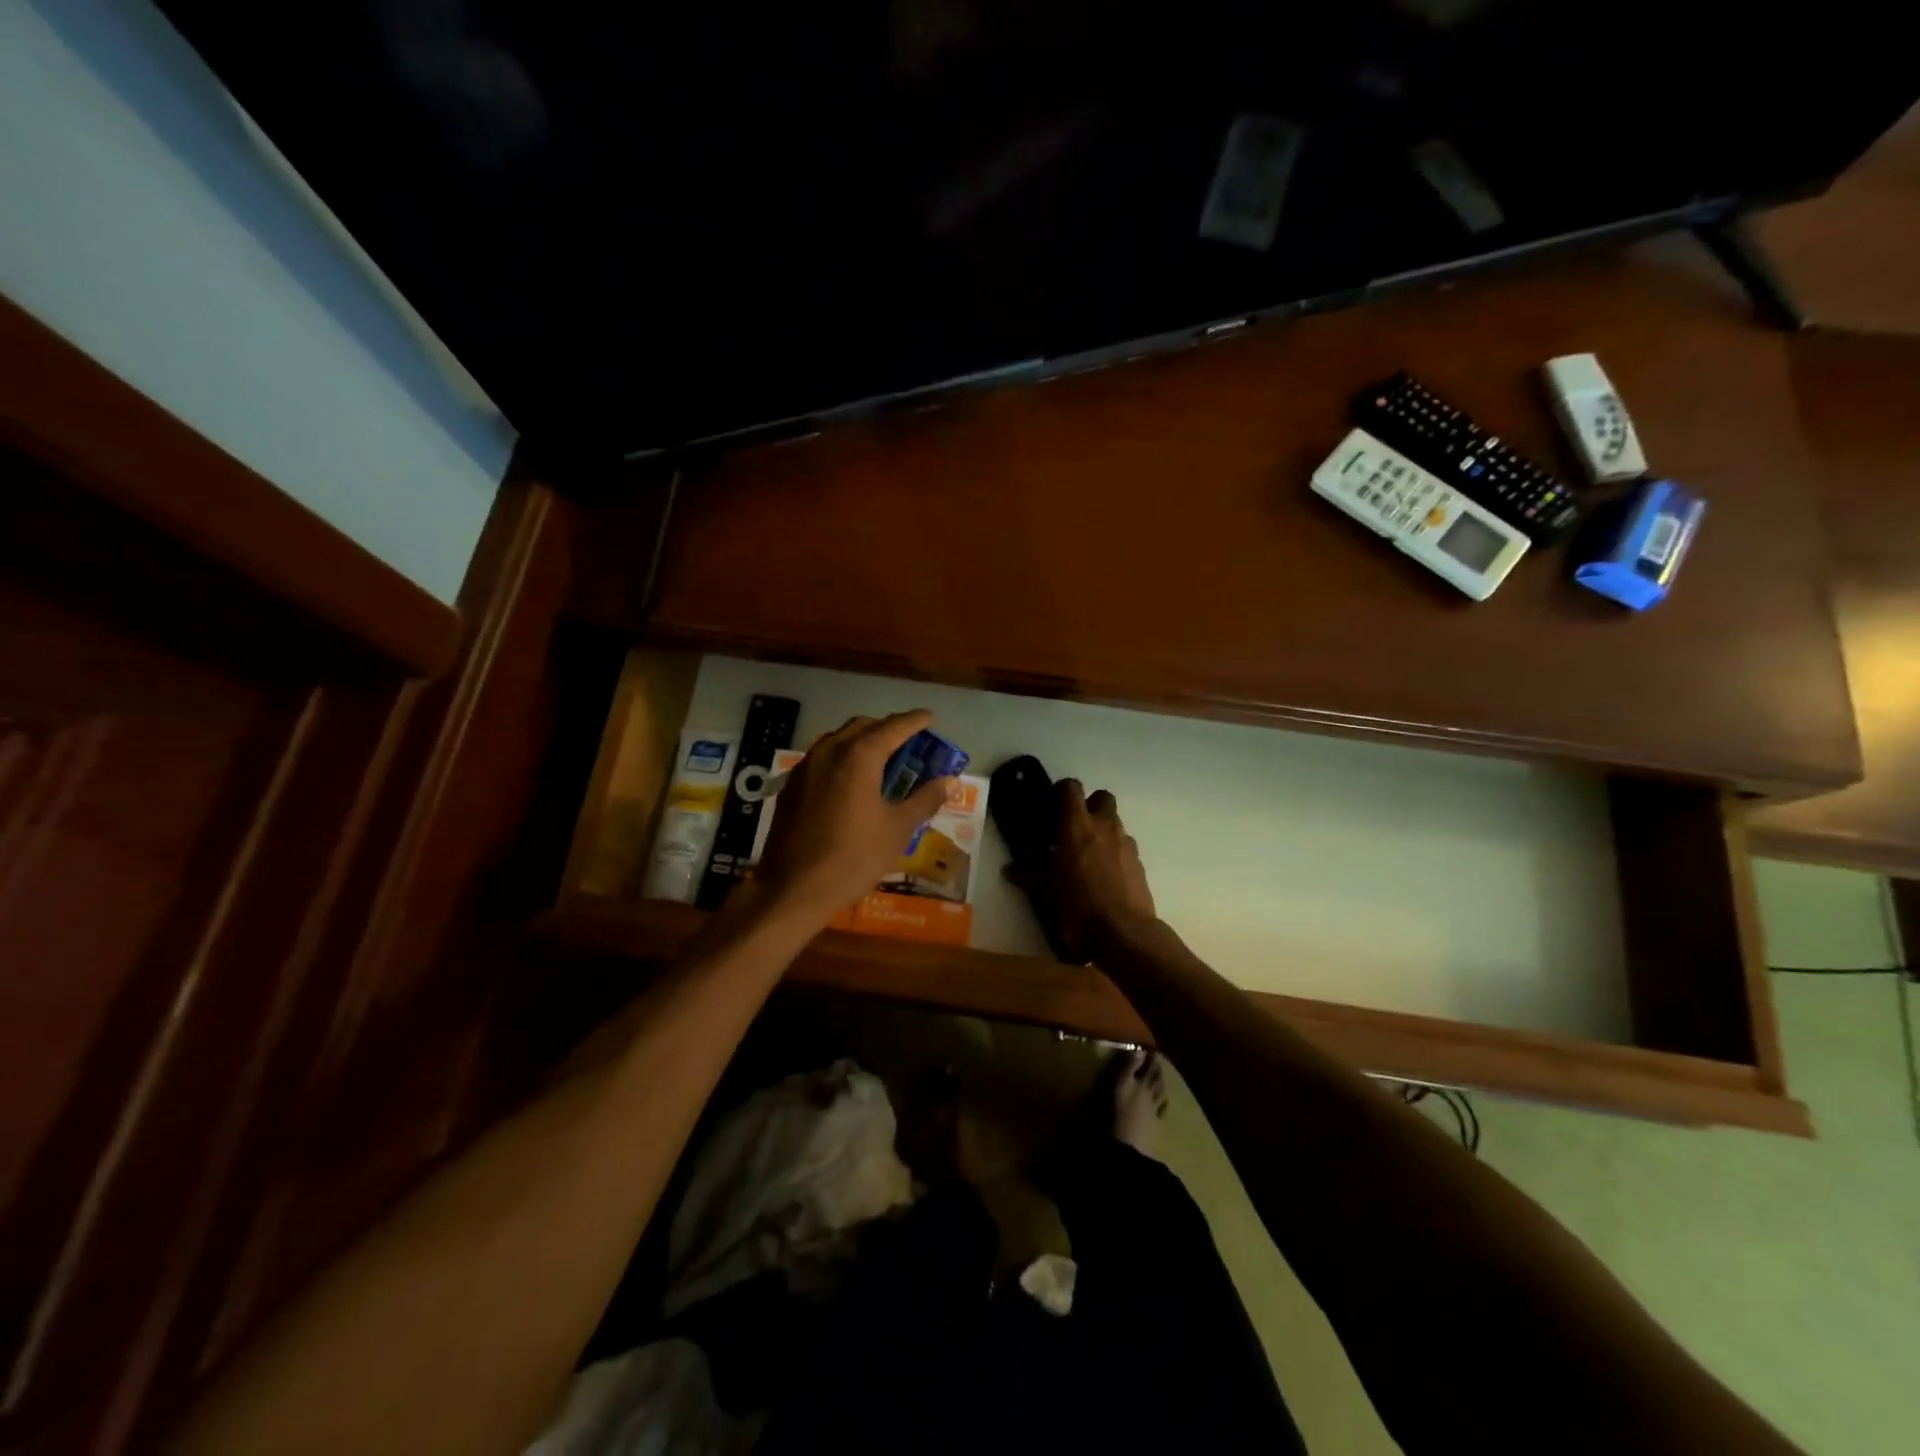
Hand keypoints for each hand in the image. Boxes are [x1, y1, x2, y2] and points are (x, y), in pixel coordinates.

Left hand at [754, 711, 955, 918]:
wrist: (794, 888)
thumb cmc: (854, 856)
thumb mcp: (898, 829)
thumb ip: (925, 799)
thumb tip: (949, 782)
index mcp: (860, 755)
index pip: (894, 727)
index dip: (915, 721)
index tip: (929, 717)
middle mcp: (830, 750)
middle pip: (863, 727)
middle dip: (887, 729)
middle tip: (908, 744)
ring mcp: (806, 767)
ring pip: (839, 740)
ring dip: (862, 743)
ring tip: (881, 762)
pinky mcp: (791, 786)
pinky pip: (822, 759)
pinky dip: (842, 760)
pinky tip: (851, 784)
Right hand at [1013, 779, 1158, 962]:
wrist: (1123, 934)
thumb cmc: (1076, 906)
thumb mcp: (1042, 892)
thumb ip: (1026, 874)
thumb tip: (1010, 868)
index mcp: (1076, 825)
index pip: (1071, 788)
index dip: (1061, 791)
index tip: (1051, 804)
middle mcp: (1104, 827)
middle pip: (1102, 797)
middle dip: (1089, 806)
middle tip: (1073, 827)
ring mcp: (1126, 844)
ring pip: (1115, 823)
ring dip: (1102, 832)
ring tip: (1087, 857)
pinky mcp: (1140, 865)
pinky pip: (1125, 848)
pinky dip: (1115, 854)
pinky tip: (1104, 877)